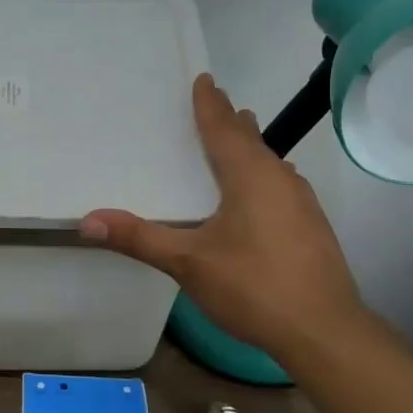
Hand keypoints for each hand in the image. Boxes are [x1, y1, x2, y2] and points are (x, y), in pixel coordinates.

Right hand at [80, 73, 364, 358]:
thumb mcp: (187, 263)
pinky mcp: (312, 227)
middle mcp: (280, 180)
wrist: (325, 333)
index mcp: (250, 176)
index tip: (204, 79)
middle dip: (231, 120)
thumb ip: (139, 238)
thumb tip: (87, 220)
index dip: (210, 104)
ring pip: (269, 162)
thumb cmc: (254, 287)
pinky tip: (259, 191)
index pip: (224, 129)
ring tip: (237, 136)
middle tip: (215, 102)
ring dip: (249, 147)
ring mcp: (302, 203)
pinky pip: (280, 184)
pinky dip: (261, 174)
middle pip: (250, 140)